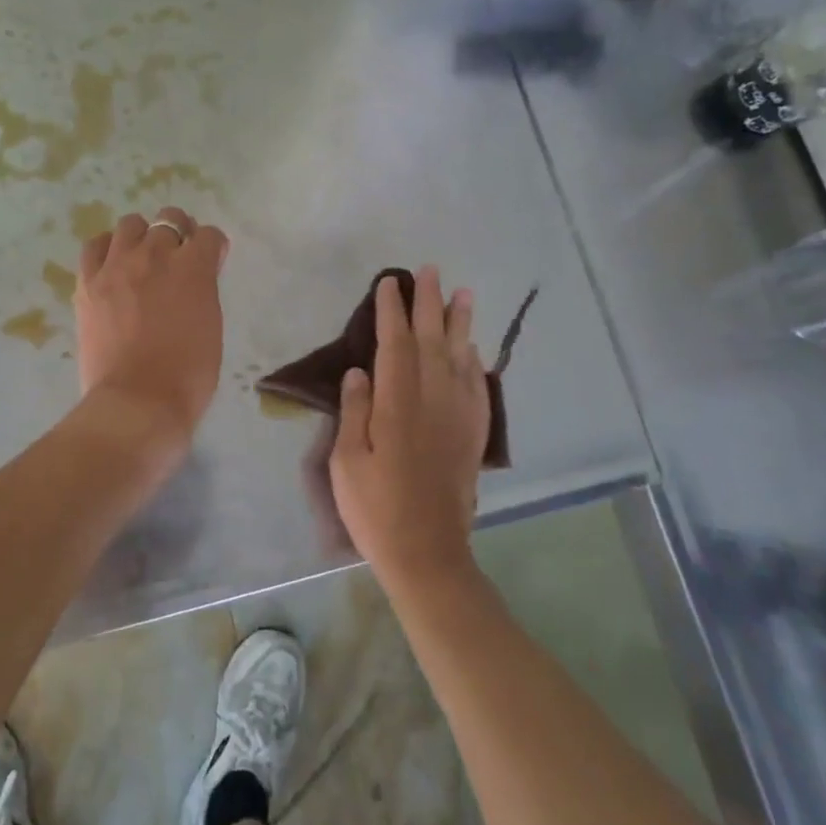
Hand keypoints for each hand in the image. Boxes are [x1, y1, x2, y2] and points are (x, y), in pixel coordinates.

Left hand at [75, 206, 229, 462]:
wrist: (138, 402)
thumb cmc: (188, 375)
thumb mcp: (211, 326)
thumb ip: (203, 291)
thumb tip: (195, 279)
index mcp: (194, 267)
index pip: (209, 235)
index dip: (212, 248)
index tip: (210, 263)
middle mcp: (156, 254)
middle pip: (170, 219)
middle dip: (179, 235)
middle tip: (176, 261)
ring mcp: (118, 265)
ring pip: (131, 224)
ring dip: (142, 236)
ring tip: (141, 260)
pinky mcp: (89, 282)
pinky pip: (95, 246)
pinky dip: (106, 249)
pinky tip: (112, 266)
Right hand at [330, 267, 488, 589]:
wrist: (427, 553)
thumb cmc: (376, 508)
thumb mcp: (348, 462)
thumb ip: (355, 412)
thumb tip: (361, 370)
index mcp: (398, 405)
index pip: (396, 345)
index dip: (392, 311)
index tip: (390, 283)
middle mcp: (433, 401)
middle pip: (432, 341)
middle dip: (429, 303)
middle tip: (430, 271)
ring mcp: (458, 418)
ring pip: (461, 358)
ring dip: (461, 323)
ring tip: (464, 294)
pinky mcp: (473, 436)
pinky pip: (477, 388)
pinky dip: (475, 363)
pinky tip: (474, 350)